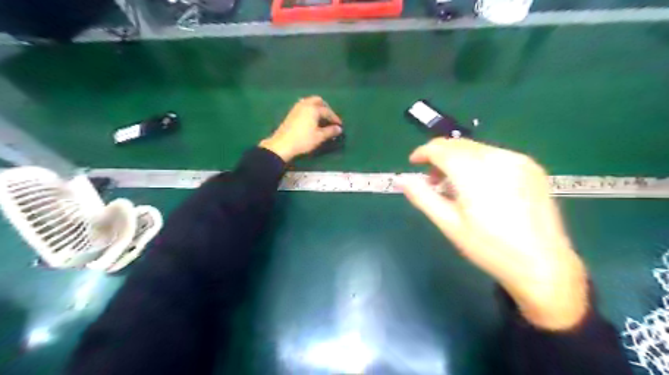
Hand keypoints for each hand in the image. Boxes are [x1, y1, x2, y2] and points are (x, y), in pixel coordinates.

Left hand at [260, 95, 344, 160]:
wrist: (282, 144)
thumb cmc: (303, 140)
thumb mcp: (319, 137)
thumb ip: (330, 131)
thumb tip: (339, 129)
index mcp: (313, 109)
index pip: (327, 111)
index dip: (335, 118)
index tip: (340, 125)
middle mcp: (305, 105)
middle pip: (318, 101)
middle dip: (326, 108)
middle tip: (330, 118)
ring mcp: (297, 108)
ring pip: (309, 102)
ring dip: (317, 107)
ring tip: (321, 118)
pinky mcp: (291, 113)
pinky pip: (304, 106)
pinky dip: (310, 109)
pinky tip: (311, 119)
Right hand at [402, 138, 586, 329]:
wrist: (543, 264)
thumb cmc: (489, 248)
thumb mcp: (449, 224)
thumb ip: (423, 197)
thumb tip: (402, 180)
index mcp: (474, 173)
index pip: (441, 148)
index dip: (423, 152)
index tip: (413, 163)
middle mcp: (497, 158)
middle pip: (458, 144)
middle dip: (439, 156)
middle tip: (432, 180)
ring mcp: (518, 160)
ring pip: (476, 148)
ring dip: (458, 159)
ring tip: (454, 185)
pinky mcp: (531, 167)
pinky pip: (495, 155)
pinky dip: (478, 163)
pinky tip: (478, 185)